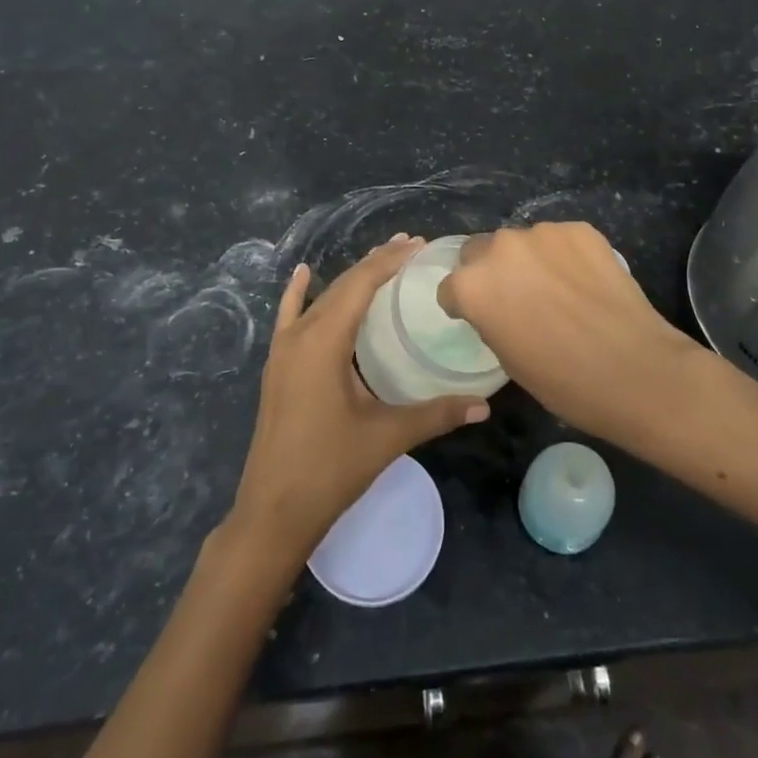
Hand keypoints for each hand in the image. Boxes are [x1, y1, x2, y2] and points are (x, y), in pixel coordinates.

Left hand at [231, 236, 489, 562]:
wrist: (273, 511)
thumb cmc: (330, 469)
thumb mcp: (387, 437)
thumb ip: (436, 414)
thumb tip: (484, 404)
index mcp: (324, 341)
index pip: (360, 284)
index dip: (389, 261)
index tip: (419, 245)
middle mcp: (300, 335)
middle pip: (341, 286)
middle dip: (375, 264)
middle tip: (411, 248)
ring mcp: (283, 350)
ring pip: (320, 299)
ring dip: (350, 279)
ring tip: (381, 261)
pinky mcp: (277, 367)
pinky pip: (289, 317)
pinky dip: (298, 293)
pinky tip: (303, 274)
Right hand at [437, 222, 702, 444]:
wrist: (635, 370)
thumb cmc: (563, 381)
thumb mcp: (507, 359)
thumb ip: (490, 320)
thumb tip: (498, 307)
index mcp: (472, 285)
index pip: (450, 288)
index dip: (463, 306)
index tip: (482, 319)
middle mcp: (500, 248)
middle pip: (480, 252)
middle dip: (490, 272)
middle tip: (517, 298)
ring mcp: (542, 233)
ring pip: (522, 243)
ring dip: (529, 261)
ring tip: (558, 290)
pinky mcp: (580, 229)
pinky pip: (559, 240)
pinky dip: (564, 256)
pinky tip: (585, 282)